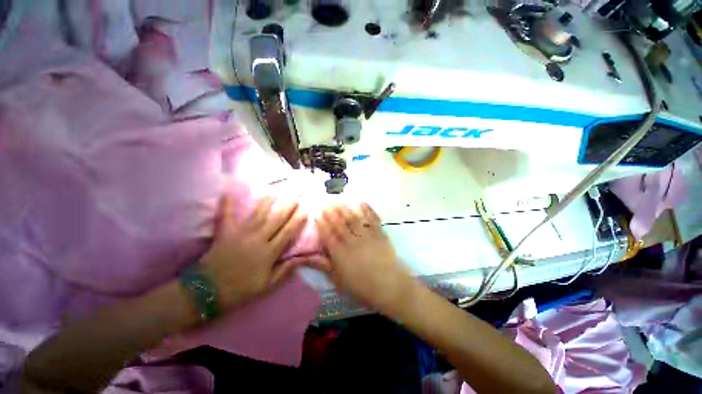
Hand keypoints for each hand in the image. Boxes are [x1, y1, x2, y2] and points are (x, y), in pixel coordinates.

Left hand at [200, 195, 325, 309]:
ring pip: (258, 214)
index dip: (297, 221)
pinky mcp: (225, 232)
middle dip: (287, 207)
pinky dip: (226, 203)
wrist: (207, 291)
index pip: (288, 233)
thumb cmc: (240, 289)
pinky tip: (227, 191)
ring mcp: (241, 233)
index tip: (305, 211)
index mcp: (269, 252)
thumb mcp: (267, 284)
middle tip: (295, 197)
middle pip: (276, 220)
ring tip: (274, 192)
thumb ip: (285, 270)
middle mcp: (258, 239)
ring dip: (267, 202)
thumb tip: (302, 258)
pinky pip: (226, 215)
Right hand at [316, 204, 414, 311]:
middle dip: (330, 212)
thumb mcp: (338, 280)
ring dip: (345, 209)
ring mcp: (366, 235)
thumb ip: (324, 266)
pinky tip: (362, 202)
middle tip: (324, 201)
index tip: (316, 213)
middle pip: (339, 224)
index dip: (321, 223)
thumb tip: (307, 257)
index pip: (327, 234)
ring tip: (338, 200)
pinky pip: (372, 219)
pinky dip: (367, 210)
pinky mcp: (379, 233)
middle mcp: (351, 240)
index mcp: (340, 253)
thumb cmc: (362, 287)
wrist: (389, 286)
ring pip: (353, 219)